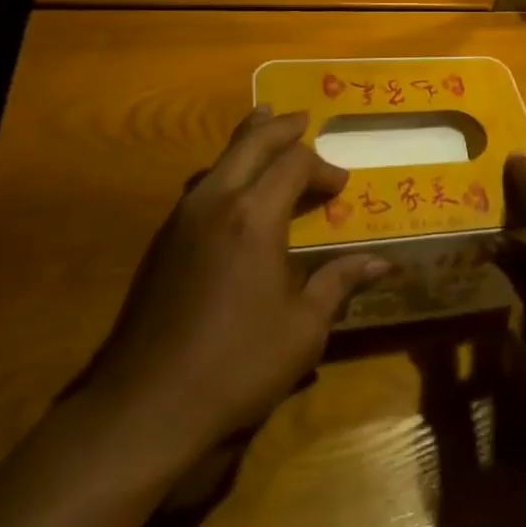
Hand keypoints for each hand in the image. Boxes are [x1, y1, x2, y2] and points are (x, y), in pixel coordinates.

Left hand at [80, 108, 387, 468]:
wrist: (142, 407)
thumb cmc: (235, 365)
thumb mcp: (302, 329)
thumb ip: (339, 284)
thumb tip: (382, 262)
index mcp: (255, 216)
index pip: (295, 163)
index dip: (322, 167)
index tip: (341, 186)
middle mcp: (217, 202)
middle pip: (251, 143)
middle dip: (280, 128)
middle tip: (302, 119)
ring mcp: (182, 218)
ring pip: (219, 159)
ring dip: (247, 140)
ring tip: (263, 125)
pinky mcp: (162, 241)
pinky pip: (201, 184)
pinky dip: (225, 168)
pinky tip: (231, 186)